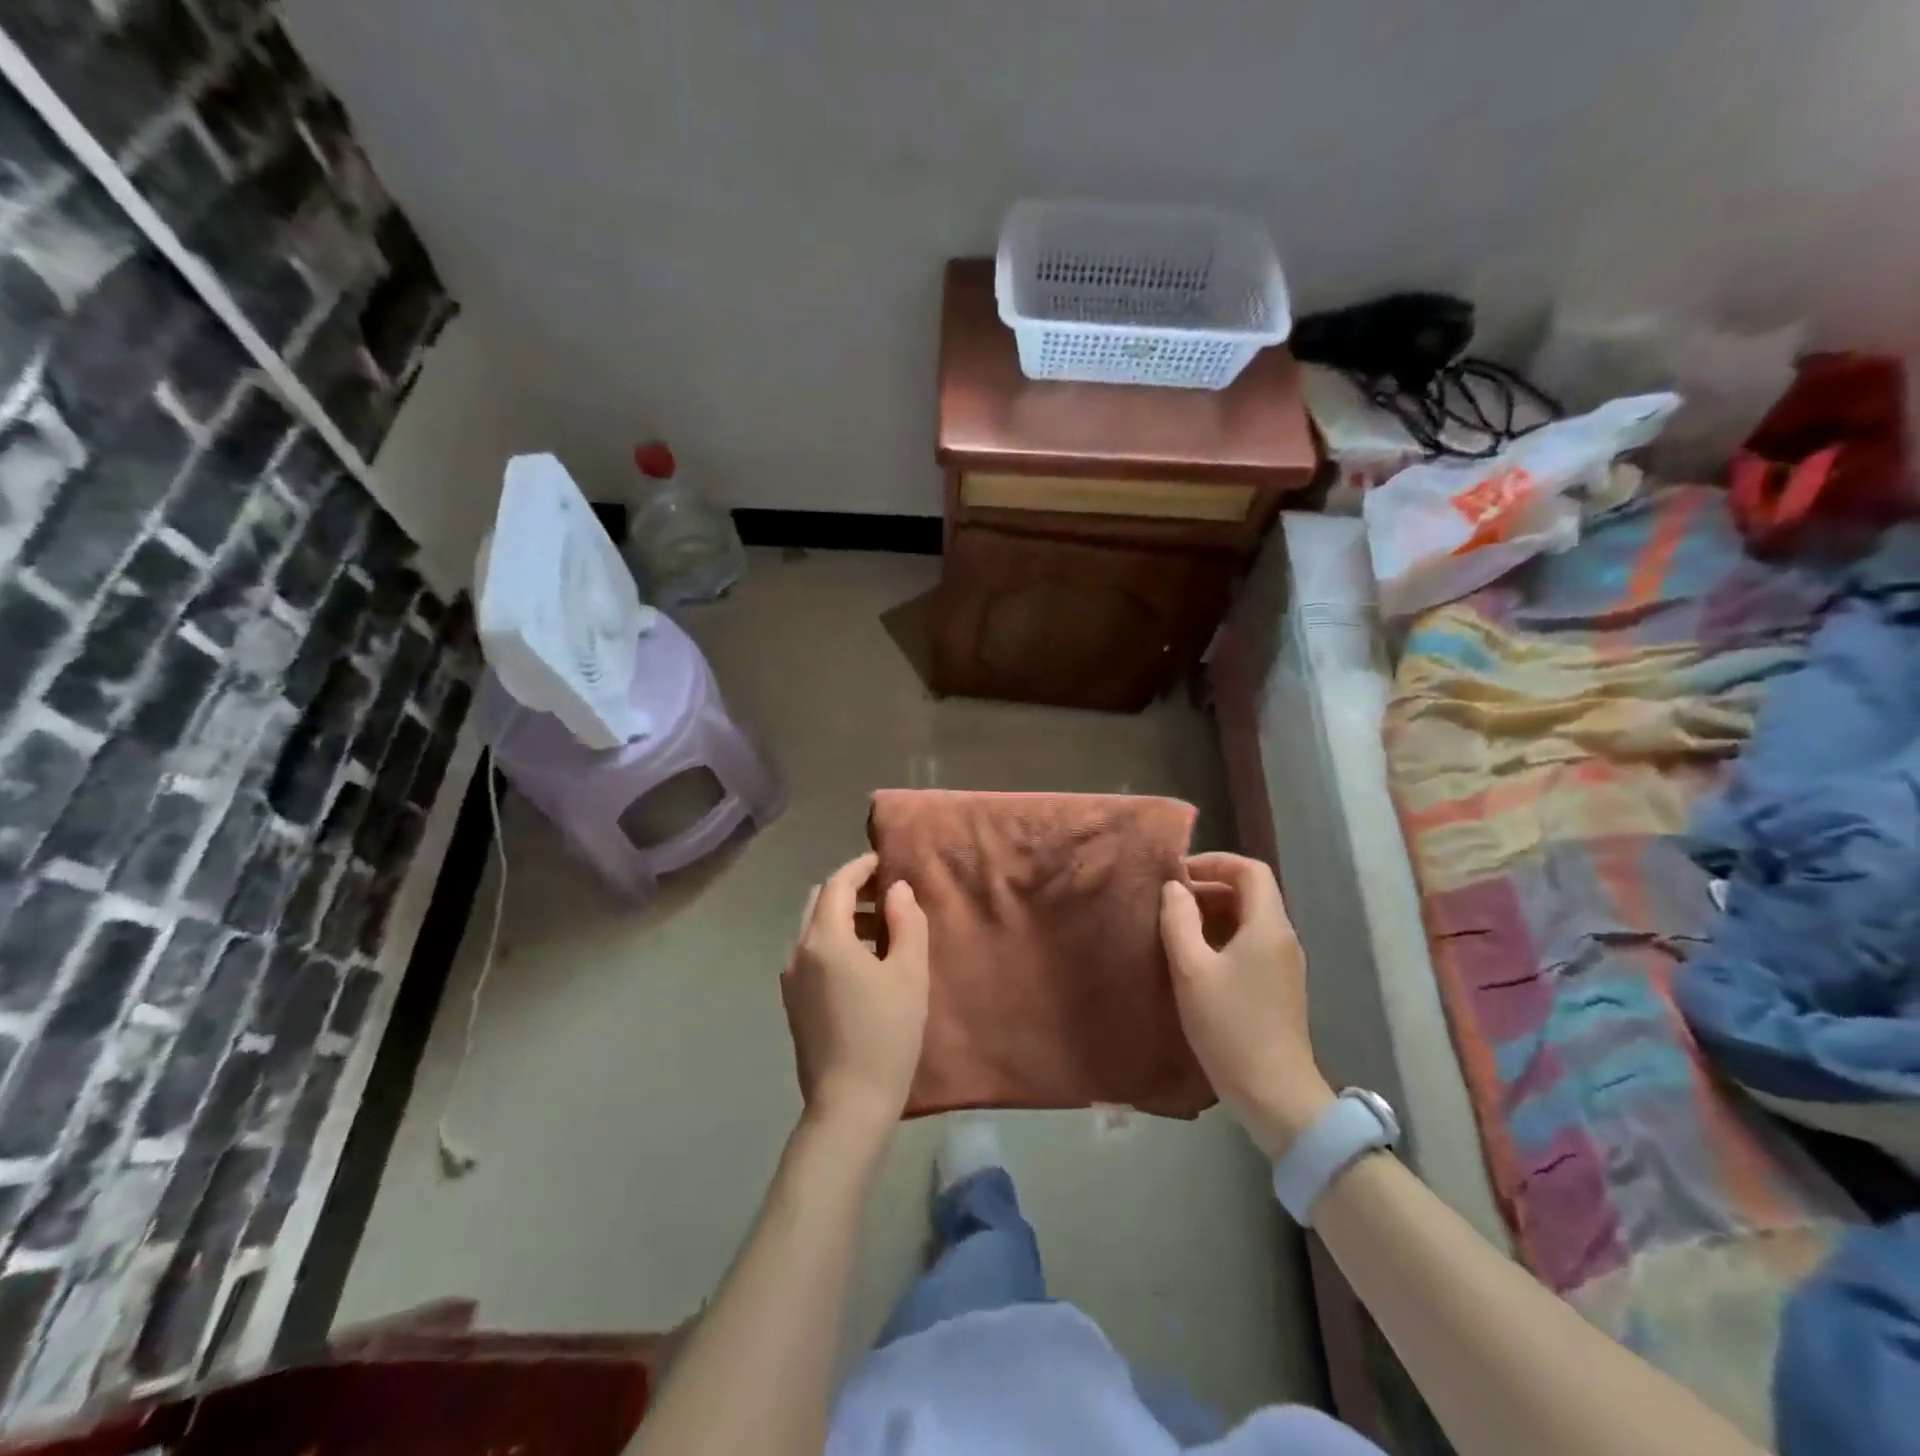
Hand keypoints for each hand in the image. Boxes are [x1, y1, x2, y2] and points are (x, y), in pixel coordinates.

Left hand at [781, 852, 929, 1133]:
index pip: (838, 883)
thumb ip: (906, 921)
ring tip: (884, 932)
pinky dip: (835, 943)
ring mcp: (791, 980)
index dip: (862, 867)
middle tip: (888, 895)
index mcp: (824, 939)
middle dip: (851, 891)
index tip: (886, 861)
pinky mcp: (793, 1003)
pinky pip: (812, 954)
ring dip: (844, 918)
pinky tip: (864, 966)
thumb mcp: (910, 973)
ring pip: (814, 929)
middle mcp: (799, 951)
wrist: (849, 1105)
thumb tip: (896, 889)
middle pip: (820, 902)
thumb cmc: (886, 1034)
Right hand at [1161, 853, 1333, 1158]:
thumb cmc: (1230, 1026)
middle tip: (1169, 902)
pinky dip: (1223, 936)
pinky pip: (1251, 943)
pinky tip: (1195, 959)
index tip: (1178, 875)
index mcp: (1268, 926)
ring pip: (1249, 918)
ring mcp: (1284, 964)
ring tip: (1175, 928)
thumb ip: (1178, 921)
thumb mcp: (1192, 970)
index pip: (1250, 869)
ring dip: (1213, 913)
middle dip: (1209, 887)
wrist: (1275, 1095)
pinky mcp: (1278, 986)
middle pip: (1251, 892)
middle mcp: (1283, 937)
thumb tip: (1174, 888)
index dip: (1214, 862)